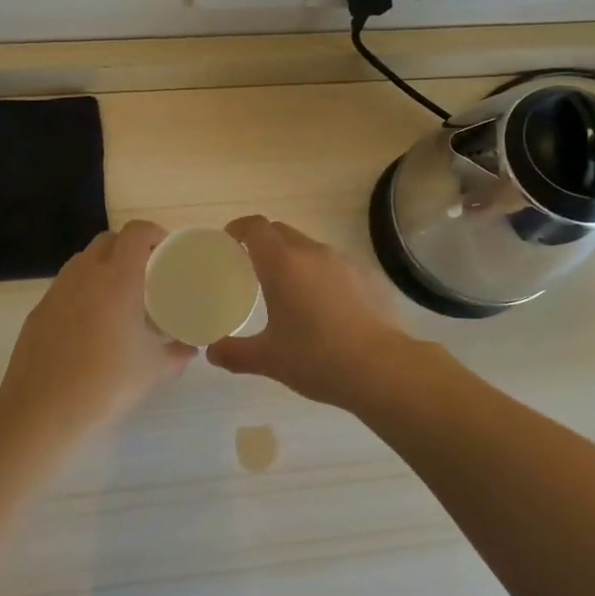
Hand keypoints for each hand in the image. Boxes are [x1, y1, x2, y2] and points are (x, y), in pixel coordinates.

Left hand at [0, 220, 193, 440]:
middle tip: (146, 273)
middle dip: (129, 247)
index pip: (136, 233)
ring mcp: (58, 290)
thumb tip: (190, 349)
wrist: (40, 410)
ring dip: (103, 265)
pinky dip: (82, 289)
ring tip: (118, 295)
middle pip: (108, 240)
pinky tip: (90, 321)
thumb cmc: (104, 384)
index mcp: (118, 279)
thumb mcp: (151, 370)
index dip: (153, 233)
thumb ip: (175, 354)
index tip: (166, 251)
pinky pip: (66, 284)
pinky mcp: (39, 309)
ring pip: (83, 260)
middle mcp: (86, 274)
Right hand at [208, 216, 428, 410]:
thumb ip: (235, 352)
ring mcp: (344, 261)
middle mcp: (312, 252)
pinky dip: (321, 275)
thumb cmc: (317, 358)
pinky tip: (325, 307)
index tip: (229, 241)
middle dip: (263, 242)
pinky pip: (335, 265)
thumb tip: (211, 352)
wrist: (382, 368)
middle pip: (281, 232)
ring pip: (309, 248)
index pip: (255, 227)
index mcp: (282, 263)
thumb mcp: (268, 359)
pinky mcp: (368, 276)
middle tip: (252, 267)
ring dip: (293, 259)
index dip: (239, 229)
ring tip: (288, 290)